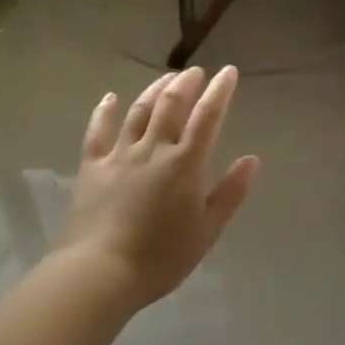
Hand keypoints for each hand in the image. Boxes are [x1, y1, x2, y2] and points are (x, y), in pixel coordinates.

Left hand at [56, 65, 259, 309]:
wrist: (100, 272)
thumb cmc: (162, 257)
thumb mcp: (207, 230)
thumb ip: (230, 193)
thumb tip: (252, 160)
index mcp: (185, 164)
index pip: (207, 117)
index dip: (220, 91)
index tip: (229, 72)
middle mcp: (153, 149)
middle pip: (171, 104)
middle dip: (186, 83)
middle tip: (196, 72)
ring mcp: (119, 155)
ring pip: (139, 111)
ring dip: (154, 90)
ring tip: (166, 79)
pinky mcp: (92, 167)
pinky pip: (98, 131)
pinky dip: (104, 111)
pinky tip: (110, 98)